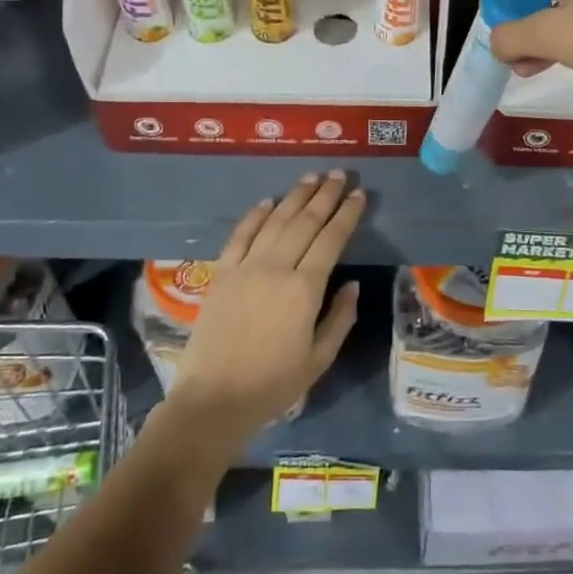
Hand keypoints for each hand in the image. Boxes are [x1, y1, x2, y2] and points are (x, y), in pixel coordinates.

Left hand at [165, 172, 364, 451]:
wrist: (213, 400)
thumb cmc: (273, 384)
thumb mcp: (320, 359)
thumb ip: (340, 318)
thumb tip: (352, 285)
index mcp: (305, 289)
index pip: (331, 239)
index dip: (347, 214)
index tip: (358, 194)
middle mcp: (276, 268)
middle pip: (305, 221)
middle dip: (325, 195)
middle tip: (339, 174)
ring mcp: (245, 268)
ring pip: (274, 221)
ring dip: (295, 196)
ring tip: (311, 177)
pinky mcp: (222, 274)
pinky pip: (240, 235)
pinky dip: (255, 215)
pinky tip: (267, 201)